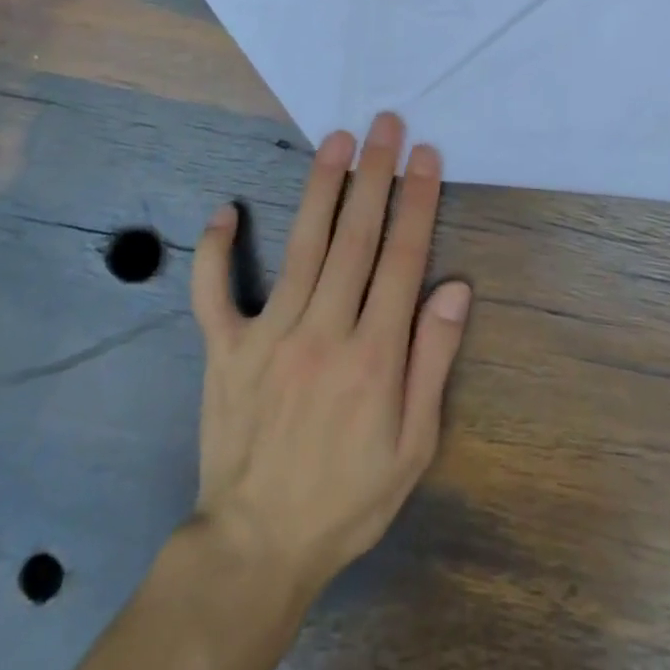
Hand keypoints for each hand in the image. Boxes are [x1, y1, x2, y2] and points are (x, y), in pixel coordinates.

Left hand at [187, 111, 471, 605]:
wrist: (258, 545)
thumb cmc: (348, 496)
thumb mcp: (413, 445)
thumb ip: (433, 360)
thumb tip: (455, 287)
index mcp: (373, 355)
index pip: (403, 258)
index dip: (417, 201)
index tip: (425, 155)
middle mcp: (323, 331)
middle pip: (355, 237)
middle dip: (374, 174)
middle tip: (384, 124)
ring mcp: (269, 335)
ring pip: (301, 246)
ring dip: (321, 187)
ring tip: (336, 140)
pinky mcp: (226, 348)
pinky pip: (214, 292)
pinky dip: (216, 251)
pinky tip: (226, 210)